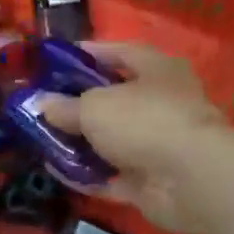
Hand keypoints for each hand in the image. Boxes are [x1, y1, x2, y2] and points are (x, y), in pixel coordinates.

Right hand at [37, 42, 224, 233]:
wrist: (191, 180)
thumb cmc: (144, 120)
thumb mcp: (95, 106)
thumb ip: (66, 106)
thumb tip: (43, 104)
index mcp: (157, 69)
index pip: (119, 52)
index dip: (88, 54)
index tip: (56, 60)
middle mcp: (162, 102)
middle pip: (115, 99)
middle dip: (79, 103)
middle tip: (43, 105)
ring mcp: (160, 144)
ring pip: (114, 140)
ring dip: (82, 142)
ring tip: (42, 140)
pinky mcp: (154, 181)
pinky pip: (114, 175)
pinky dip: (89, 175)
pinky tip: (57, 172)